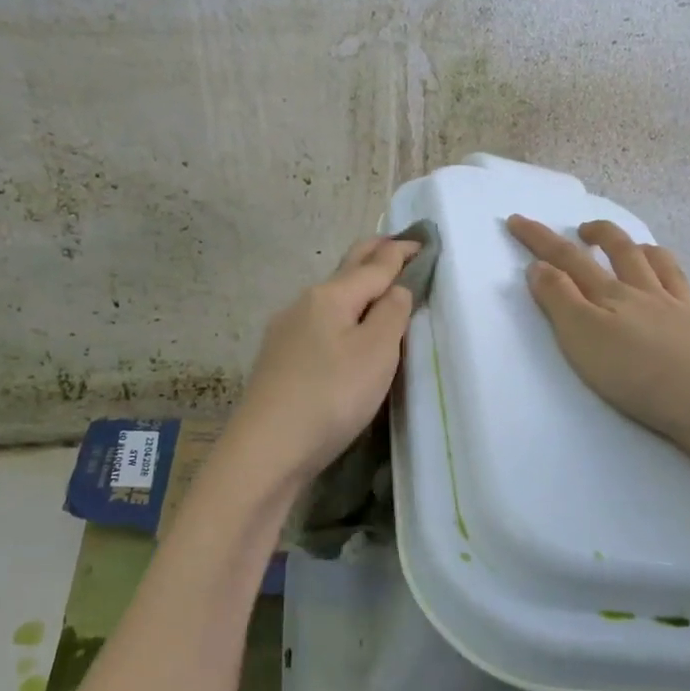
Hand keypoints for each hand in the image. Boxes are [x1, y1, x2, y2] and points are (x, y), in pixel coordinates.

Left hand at [218, 235, 419, 490]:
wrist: (267, 449)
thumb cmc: (331, 396)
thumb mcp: (376, 352)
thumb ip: (392, 313)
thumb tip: (395, 288)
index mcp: (330, 295)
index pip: (375, 264)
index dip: (401, 252)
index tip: (423, 241)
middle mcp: (304, 304)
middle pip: (345, 271)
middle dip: (374, 256)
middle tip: (399, 247)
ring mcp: (286, 332)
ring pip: (330, 298)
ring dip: (357, 287)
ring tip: (379, 288)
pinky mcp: (279, 359)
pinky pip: (319, 323)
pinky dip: (342, 314)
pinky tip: (345, 329)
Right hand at [506, 215, 689, 444]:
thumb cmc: (633, 373)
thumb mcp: (581, 335)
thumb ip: (558, 298)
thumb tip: (539, 265)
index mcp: (614, 294)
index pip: (570, 258)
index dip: (542, 239)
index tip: (518, 219)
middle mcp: (651, 296)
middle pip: (625, 254)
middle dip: (603, 235)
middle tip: (586, 227)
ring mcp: (688, 317)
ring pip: (671, 274)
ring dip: (653, 256)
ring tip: (643, 250)